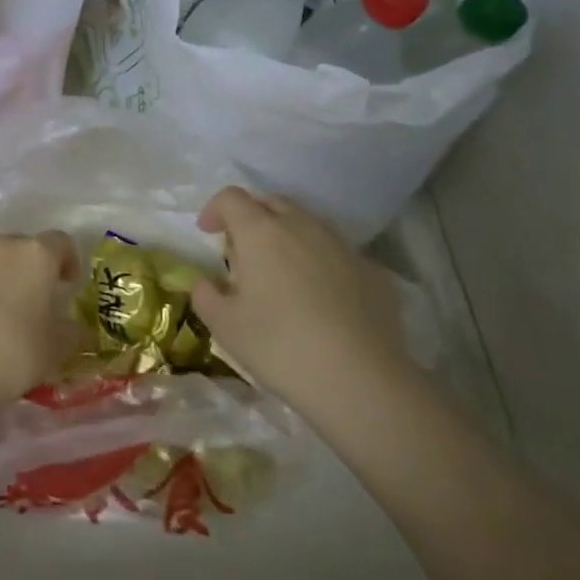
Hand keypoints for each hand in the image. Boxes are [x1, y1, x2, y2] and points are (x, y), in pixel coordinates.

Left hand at [0, 232, 81, 411]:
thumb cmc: (14, 353)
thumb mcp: (56, 349)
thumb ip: (70, 332)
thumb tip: (73, 327)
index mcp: (35, 255)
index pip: (60, 242)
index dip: (67, 261)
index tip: (67, 285)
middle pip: (19, 248)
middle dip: (27, 271)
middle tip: (30, 304)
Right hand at [191, 187, 414, 427]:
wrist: (362, 382)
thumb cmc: (280, 346)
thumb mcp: (225, 326)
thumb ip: (205, 296)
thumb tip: (205, 284)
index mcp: (260, 231)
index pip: (231, 198)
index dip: (215, 209)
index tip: (207, 233)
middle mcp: (302, 226)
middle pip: (271, 202)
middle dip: (252, 216)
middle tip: (243, 250)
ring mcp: (342, 246)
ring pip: (308, 224)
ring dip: (289, 236)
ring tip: (283, 272)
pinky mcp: (373, 272)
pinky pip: (338, 253)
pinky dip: (322, 262)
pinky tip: (323, 298)